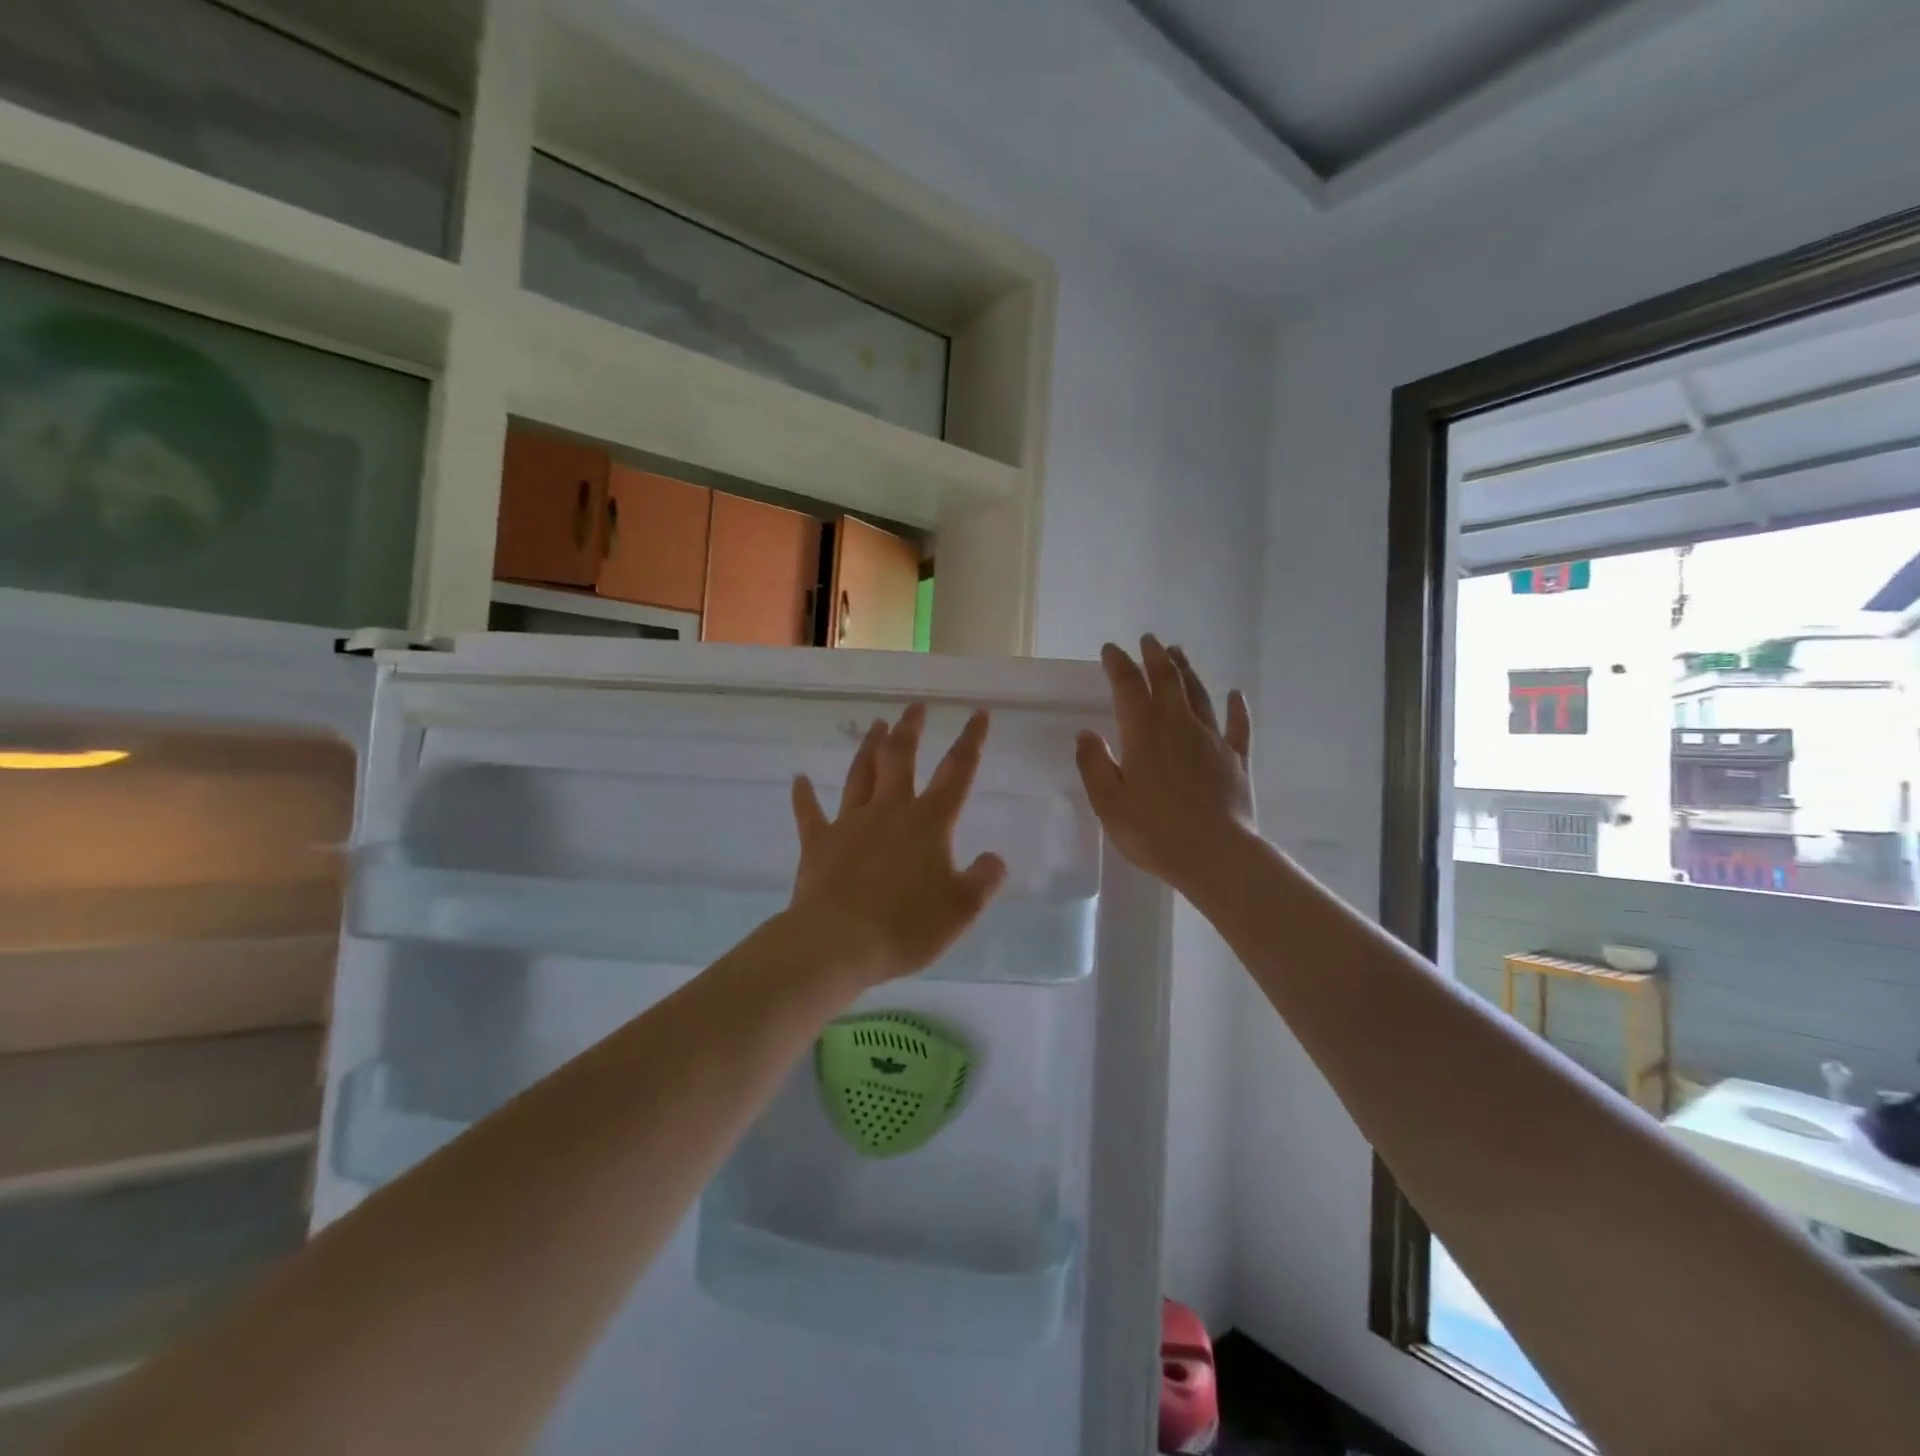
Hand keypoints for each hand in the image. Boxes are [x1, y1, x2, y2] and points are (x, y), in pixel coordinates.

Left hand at [788, 703, 1007, 987]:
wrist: (839, 942)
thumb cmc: (907, 925)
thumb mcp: (962, 909)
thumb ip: (983, 880)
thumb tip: (995, 859)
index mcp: (929, 822)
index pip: (957, 772)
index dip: (971, 741)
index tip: (978, 713)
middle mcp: (890, 811)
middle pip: (901, 758)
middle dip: (910, 729)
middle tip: (915, 706)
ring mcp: (850, 823)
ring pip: (860, 774)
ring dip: (869, 748)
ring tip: (876, 724)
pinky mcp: (818, 843)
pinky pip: (810, 813)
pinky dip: (804, 795)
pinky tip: (799, 779)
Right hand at [1076, 636, 1255, 897]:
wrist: (1216, 856)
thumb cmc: (1154, 832)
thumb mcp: (1109, 803)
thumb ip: (1094, 765)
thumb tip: (1086, 733)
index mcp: (1143, 733)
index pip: (1128, 687)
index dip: (1119, 665)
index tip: (1110, 650)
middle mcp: (1179, 726)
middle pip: (1167, 681)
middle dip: (1155, 657)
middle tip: (1148, 639)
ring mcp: (1212, 740)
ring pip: (1199, 695)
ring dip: (1187, 671)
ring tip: (1178, 652)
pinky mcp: (1236, 760)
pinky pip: (1238, 726)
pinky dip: (1237, 708)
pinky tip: (1235, 694)